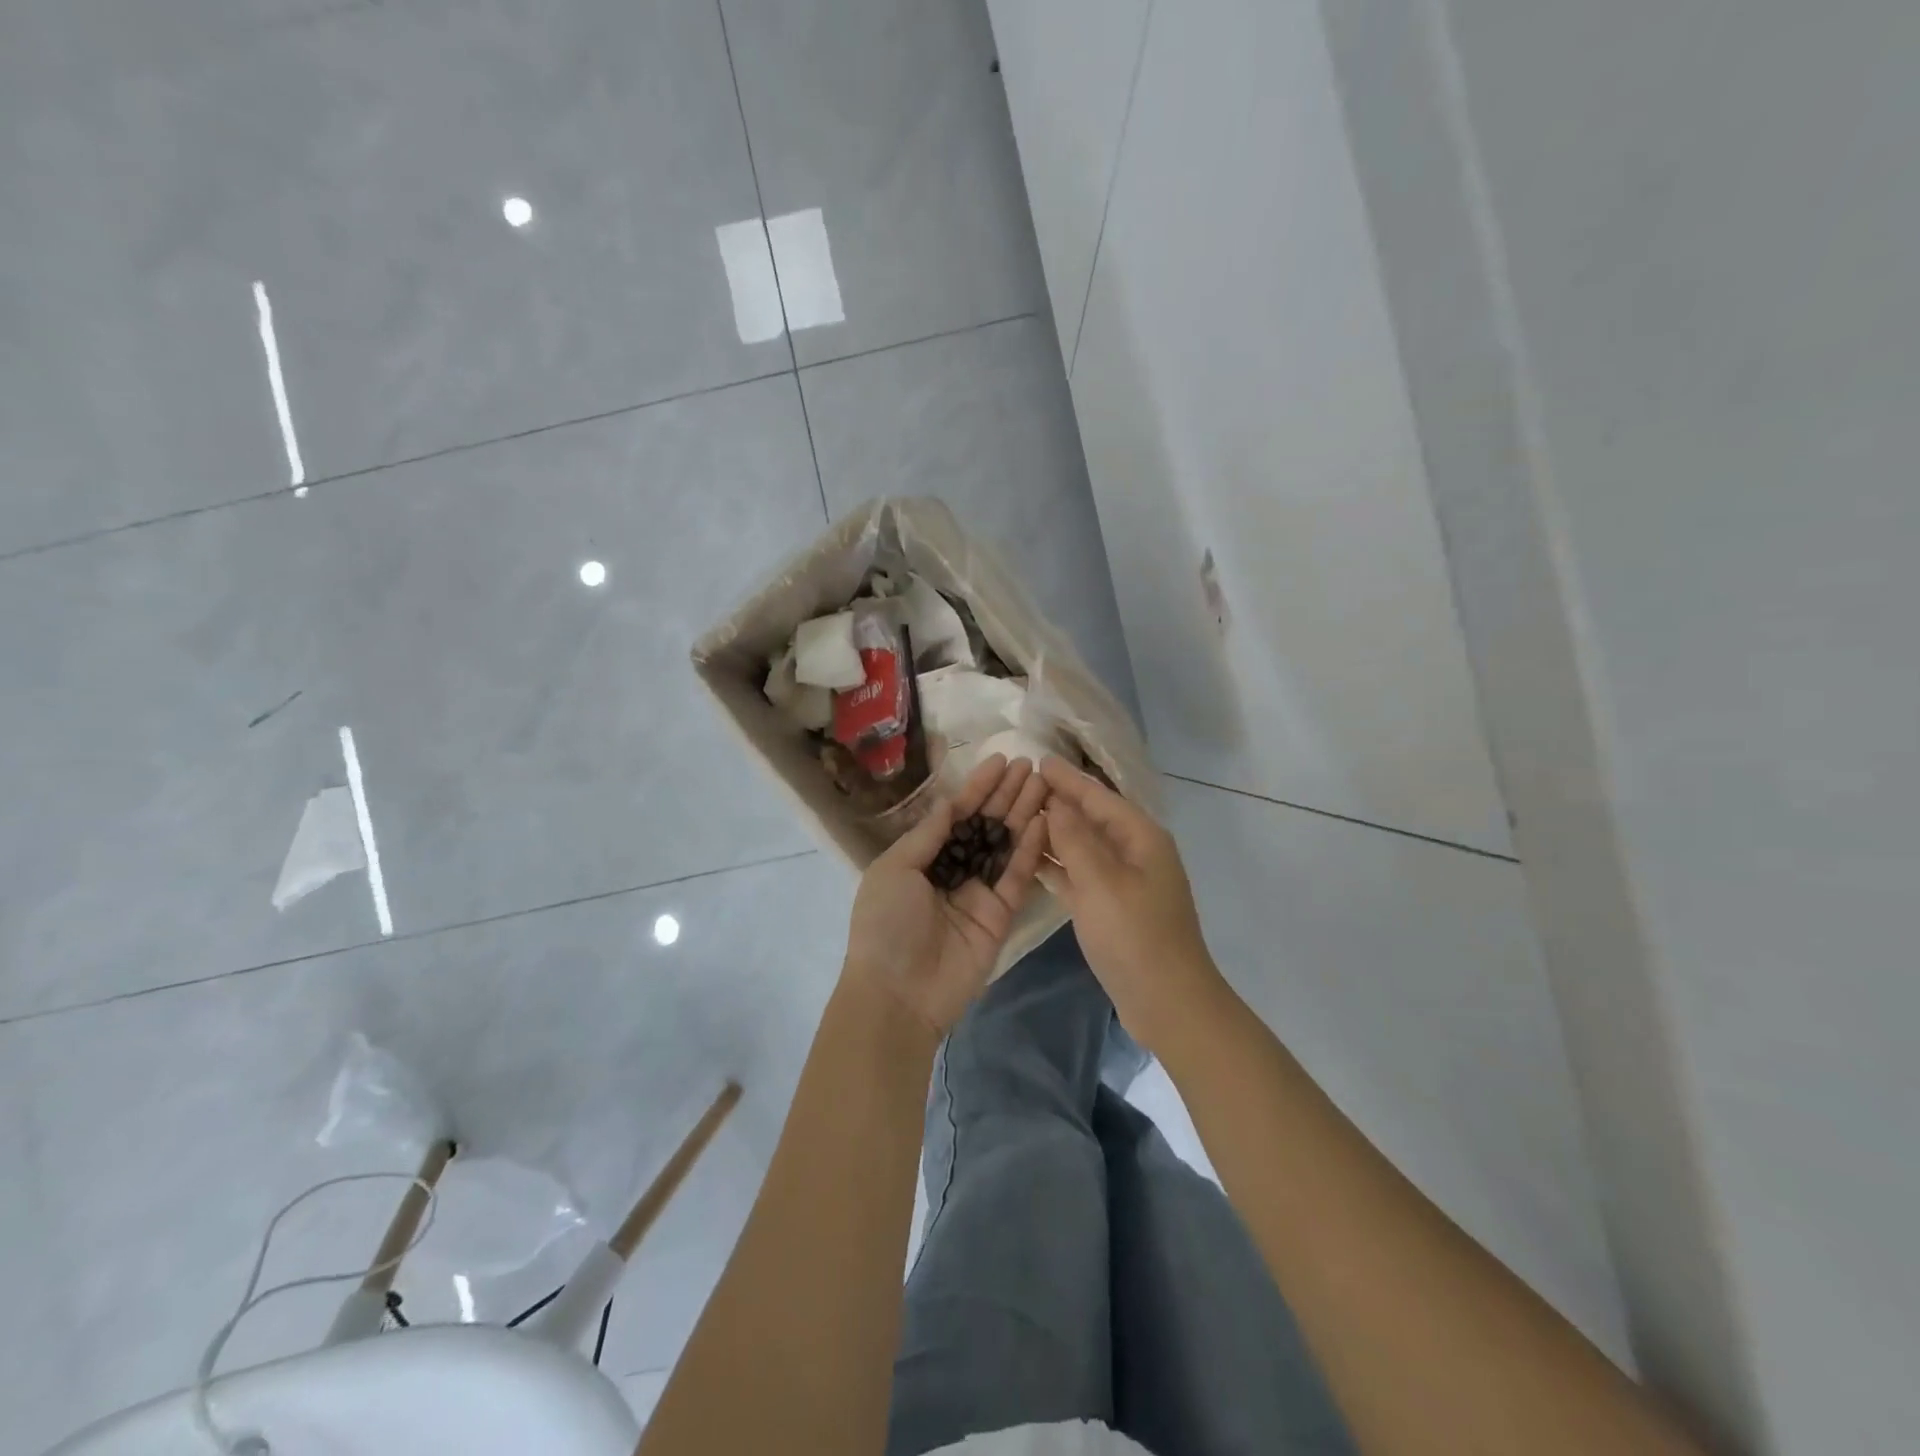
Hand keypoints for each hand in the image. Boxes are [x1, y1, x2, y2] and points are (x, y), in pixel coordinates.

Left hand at [843, 754, 1050, 1035]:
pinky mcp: (1001, 915)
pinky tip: (1043, 819)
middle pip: (986, 824)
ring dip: (1024, 813)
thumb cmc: (886, 924)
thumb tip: (952, 801)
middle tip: (1032, 764)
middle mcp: (954, 870)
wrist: (898, 994)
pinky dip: (1030, 848)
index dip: (978, 787)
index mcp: (923, 857)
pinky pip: (1017, 876)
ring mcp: (979, 892)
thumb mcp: (896, 868)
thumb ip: (929, 834)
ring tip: (1044, 782)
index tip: (1001, 760)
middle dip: (1007, 794)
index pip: (956, 814)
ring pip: (1006, 845)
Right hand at [1038, 756, 1225, 1054]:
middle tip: (1021, 786)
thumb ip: (1075, 840)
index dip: (1068, 779)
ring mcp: (1123, 882)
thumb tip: (1056, 803)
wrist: (1168, 1002)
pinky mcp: (1111, 908)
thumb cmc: (1135, 936)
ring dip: (1055, 833)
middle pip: (1091, 818)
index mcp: (1140, 837)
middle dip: (1060, 801)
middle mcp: (1134, 853)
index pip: (1098, 796)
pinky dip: (1058, 867)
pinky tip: (1030, 861)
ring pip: (1083, 847)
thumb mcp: (1101, 882)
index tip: (1038, 760)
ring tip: (1018, 818)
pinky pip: (1080, 876)